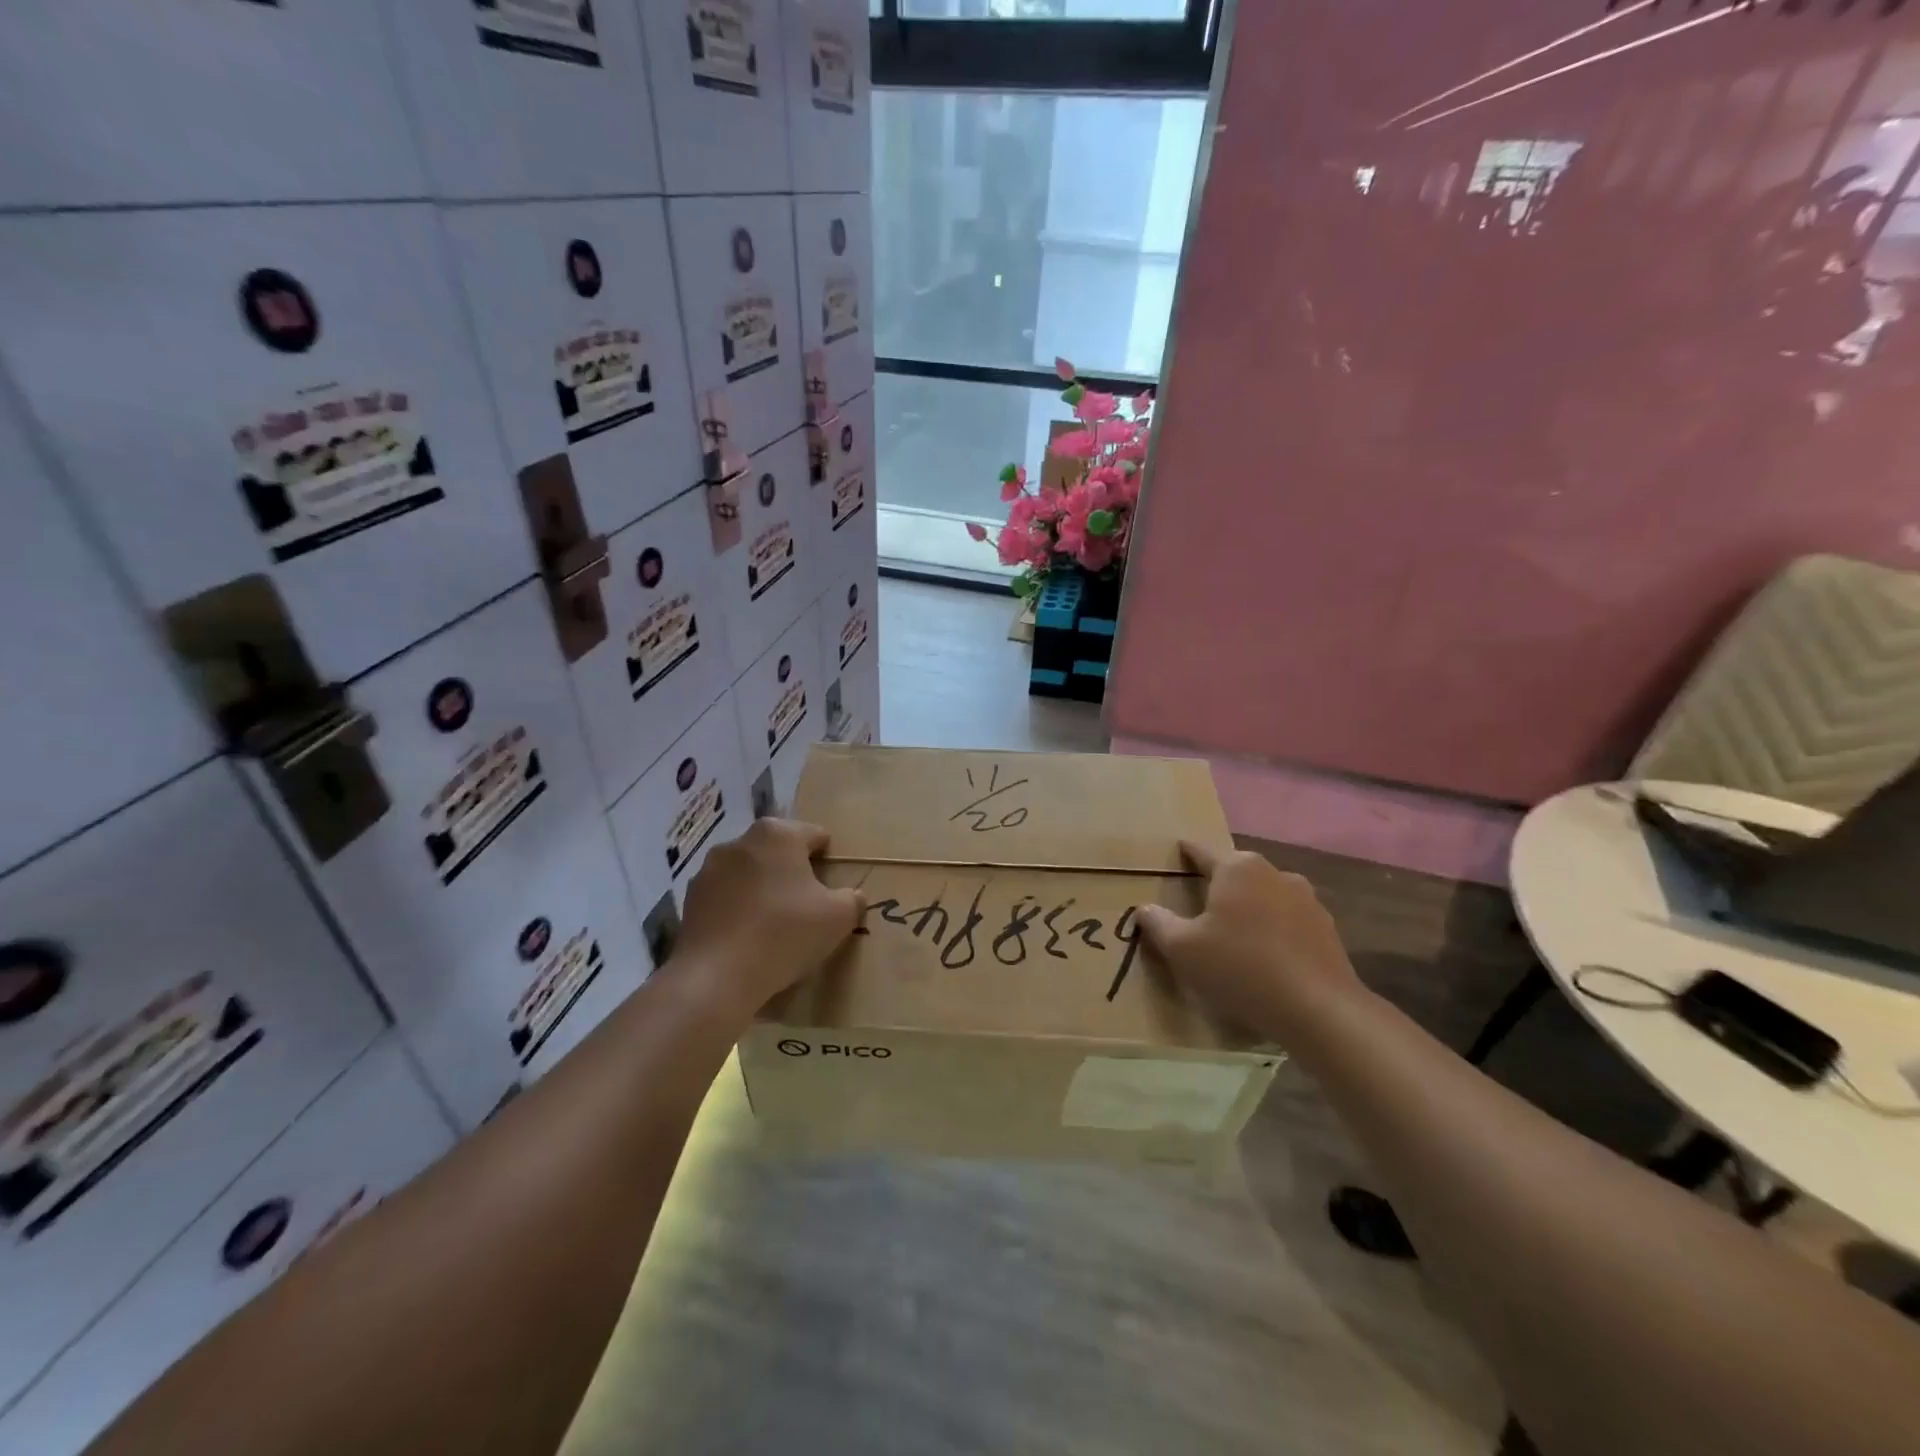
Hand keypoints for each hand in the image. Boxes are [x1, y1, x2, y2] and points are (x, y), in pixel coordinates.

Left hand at [669, 819, 863, 1020]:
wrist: (717, 978)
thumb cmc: (785, 934)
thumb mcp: (838, 918)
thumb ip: (852, 899)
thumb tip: (851, 896)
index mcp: (778, 834)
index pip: (815, 835)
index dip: (828, 860)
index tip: (832, 889)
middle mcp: (741, 841)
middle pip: (779, 851)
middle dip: (793, 872)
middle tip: (807, 907)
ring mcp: (709, 869)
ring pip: (749, 872)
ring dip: (762, 888)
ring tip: (774, 925)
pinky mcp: (690, 898)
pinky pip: (725, 896)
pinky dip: (738, 908)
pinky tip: (747, 937)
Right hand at [1136, 840, 1363, 1041]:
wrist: (1318, 1009)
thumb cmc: (1239, 968)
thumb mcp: (1182, 949)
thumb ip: (1158, 923)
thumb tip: (1144, 908)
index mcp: (1237, 868)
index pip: (1201, 851)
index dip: (1185, 854)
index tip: (1175, 855)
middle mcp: (1273, 872)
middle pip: (1236, 872)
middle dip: (1218, 884)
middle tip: (1199, 904)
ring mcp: (1306, 899)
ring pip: (1265, 895)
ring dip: (1249, 907)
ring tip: (1235, 934)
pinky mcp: (1326, 928)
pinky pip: (1288, 921)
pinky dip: (1274, 930)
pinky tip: (1266, 956)